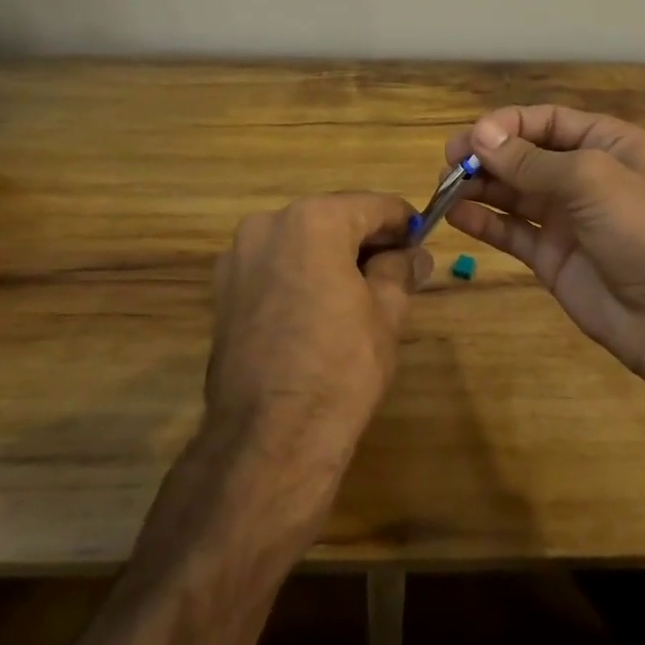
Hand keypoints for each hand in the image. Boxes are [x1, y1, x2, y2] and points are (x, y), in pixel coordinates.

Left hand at [207, 192, 429, 465]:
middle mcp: (269, 224)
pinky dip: (300, 275)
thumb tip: (414, 254)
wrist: (268, 439)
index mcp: (314, 219)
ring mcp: (239, 257)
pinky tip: (319, 311)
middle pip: (333, 218)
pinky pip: (274, 267)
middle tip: (397, 271)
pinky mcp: (222, 291)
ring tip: (359, 294)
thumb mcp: (386, 314)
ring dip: (331, 256)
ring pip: (301, 241)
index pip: (373, 206)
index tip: (421, 243)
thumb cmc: (339, 367)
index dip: (403, 223)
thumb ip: (400, 270)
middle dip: (365, 239)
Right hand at [446, 106, 644, 382]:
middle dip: (487, 154)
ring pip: (512, 192)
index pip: (546, 121)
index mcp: (605, 144)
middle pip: (524, 154)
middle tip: (449, 161)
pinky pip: (512, 231)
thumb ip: (531, 161)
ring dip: (479, 186)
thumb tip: (480, 135)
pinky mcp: (551, 256)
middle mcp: (583, 175)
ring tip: (444, 187)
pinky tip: (457, 216)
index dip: (507, 125)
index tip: (471, 138)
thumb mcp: (590, 181)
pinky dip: (484, 221)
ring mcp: (566, 217)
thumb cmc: (643, 230)